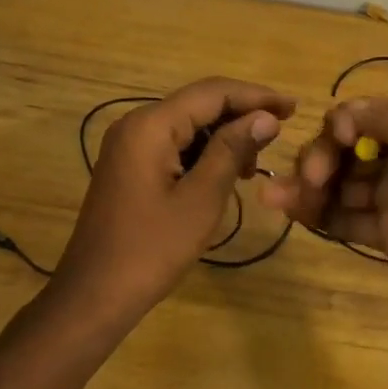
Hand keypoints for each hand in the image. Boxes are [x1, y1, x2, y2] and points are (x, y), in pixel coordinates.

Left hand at [53, 77, 294, 314]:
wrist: (94, 296)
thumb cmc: (151, 249)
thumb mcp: (201, 199)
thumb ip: (232, 150)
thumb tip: (266, 116)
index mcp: (151, 125)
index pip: (212, 93)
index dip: (256, 96)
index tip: (293, 107)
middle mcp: (136, 124)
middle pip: (199, 103)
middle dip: (242, 113)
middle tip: (284, 128)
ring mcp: (129, 145)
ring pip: (188, 123)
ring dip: (225, 134)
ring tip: (258, 159)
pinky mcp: (130, 165)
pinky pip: (174, 144)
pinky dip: (204, 151)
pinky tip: (228, 171)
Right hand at [260, 97, 387, 325]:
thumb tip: (344, 113)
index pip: (368, 116)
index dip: (343, 123)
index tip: (337, 142)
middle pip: (348, 149)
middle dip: (321, 157)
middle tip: (312, 181)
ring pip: (342, 185)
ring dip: (307, 187)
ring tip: (272, 198)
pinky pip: (346, 217)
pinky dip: (318, 214)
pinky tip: (289, 211)